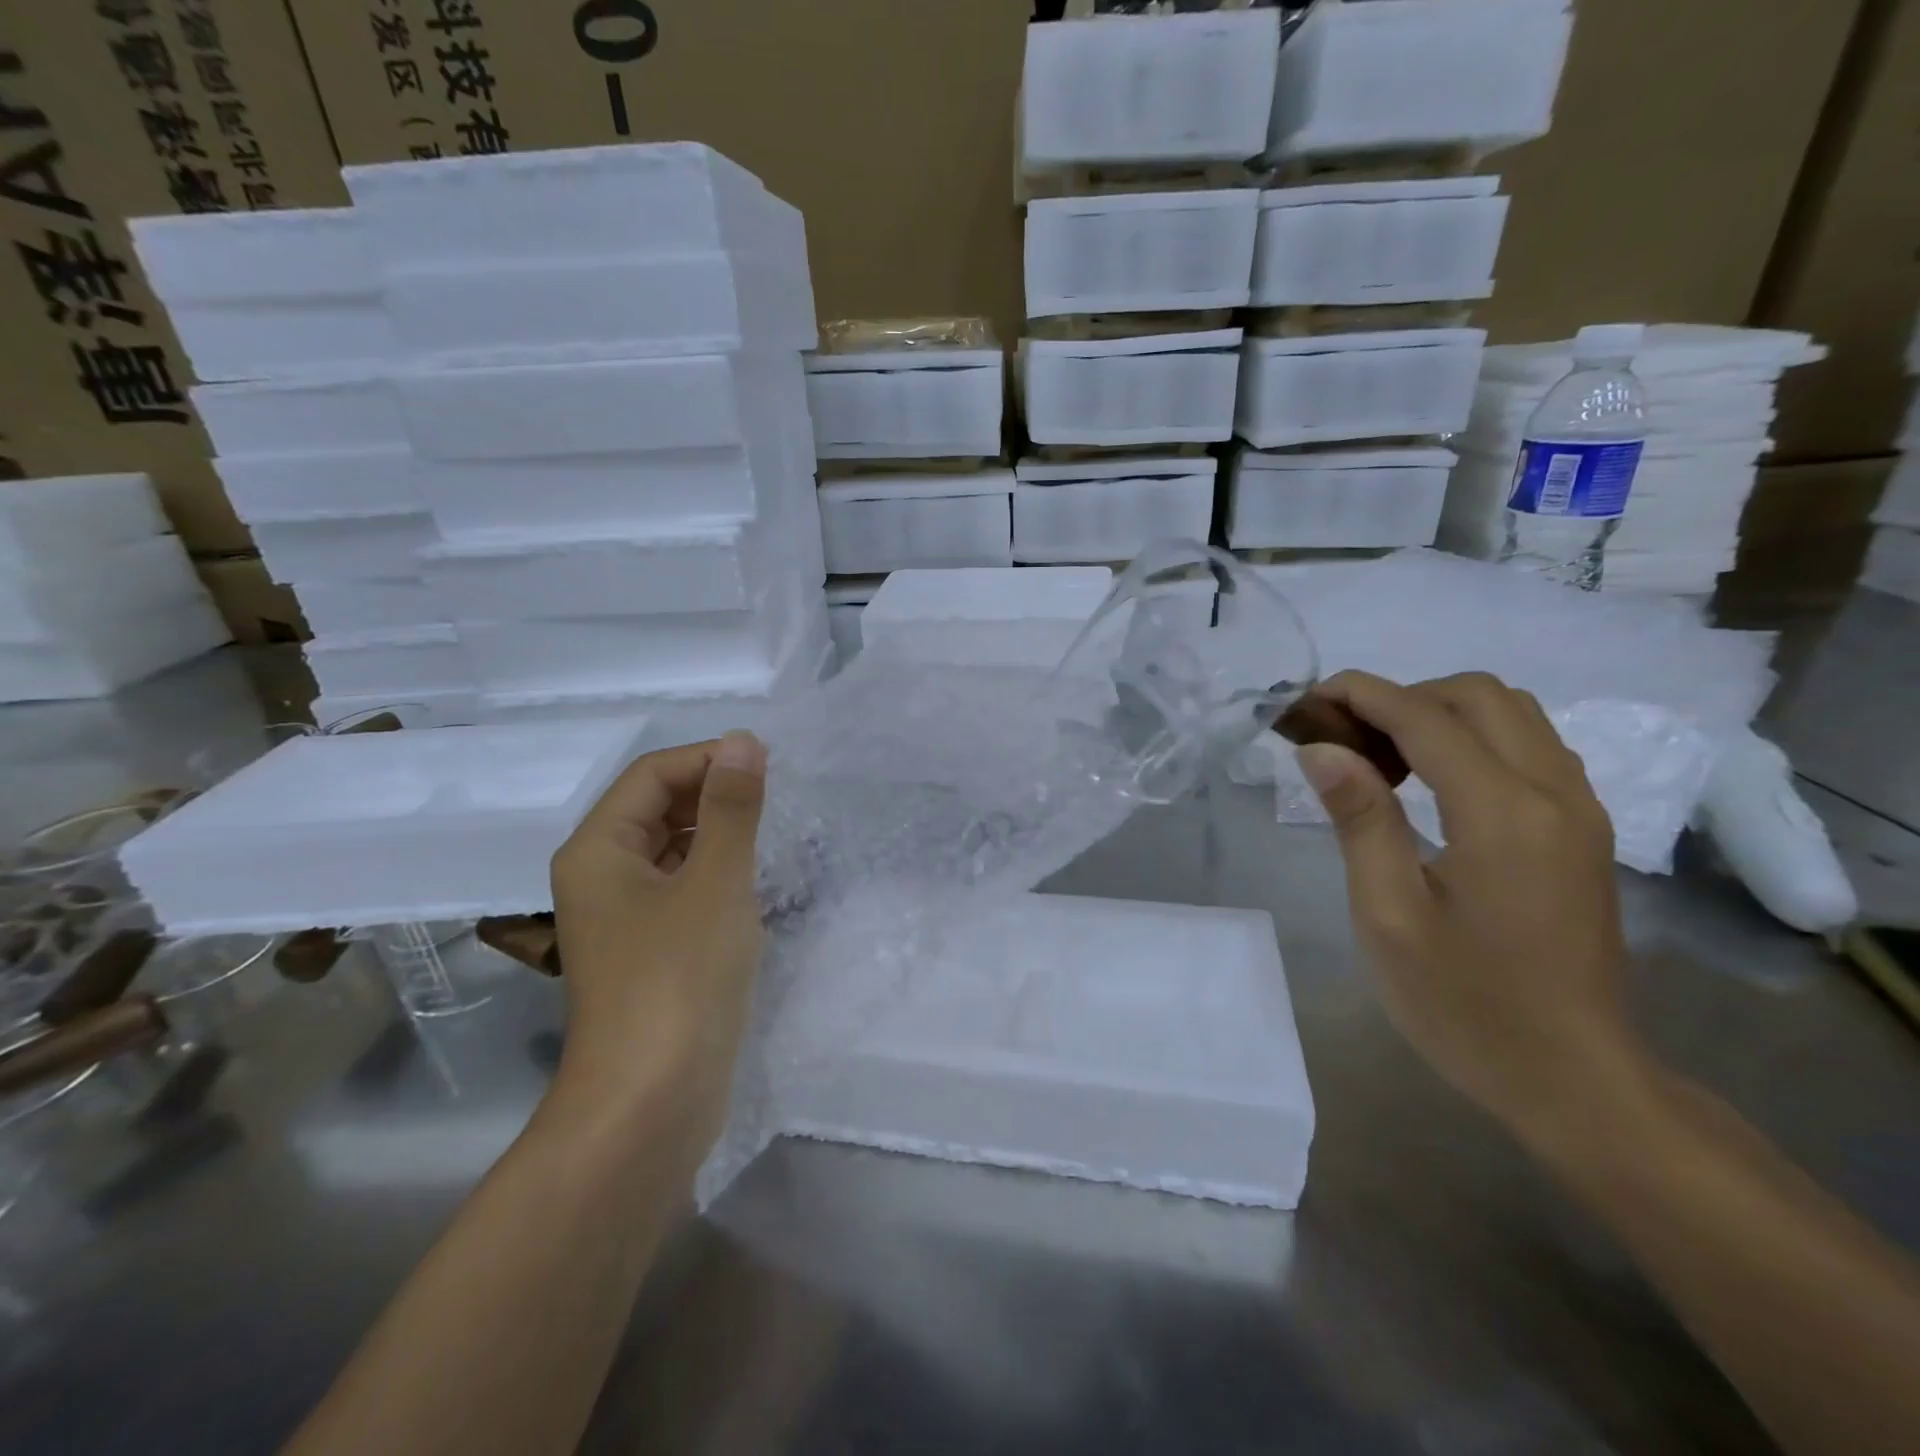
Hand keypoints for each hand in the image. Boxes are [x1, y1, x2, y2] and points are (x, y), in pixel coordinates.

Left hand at [548, 733, 767, 1146]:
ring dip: (718, 835)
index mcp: (599, 849)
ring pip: (672, 850)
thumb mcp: (716, 882)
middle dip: (714, 795)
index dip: (708, 759)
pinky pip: (682, 889)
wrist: (651, 1104)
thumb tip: (741, 740)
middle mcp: (601, 876)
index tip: (768, 766)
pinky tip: (753, 885)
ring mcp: (624, 918)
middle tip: (775, 801)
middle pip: (657, 808)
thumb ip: (731, 808)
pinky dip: (716, 875)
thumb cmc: (679, 980)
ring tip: (770, 838)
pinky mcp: (650, 951)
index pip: (652, 774)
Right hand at [1296, 671, 1644, 1136]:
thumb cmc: (1466, 1005)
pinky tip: (1432, 785)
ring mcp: (1580, 811)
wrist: (1574, 1078)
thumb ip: (1360, 820)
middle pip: (1479, 697)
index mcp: (1503, 813)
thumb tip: (1322, 749)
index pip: (1425, 717)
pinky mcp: (1584, 832)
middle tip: (1344, 739)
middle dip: (1402, 697)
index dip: (1361, 695)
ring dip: (1439, 714)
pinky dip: (1473, 739)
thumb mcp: (1388, 916)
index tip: (1307, 701)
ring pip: (1512, 715)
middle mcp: (1555, 793)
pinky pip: (1530, 749)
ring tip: (1381, 759)